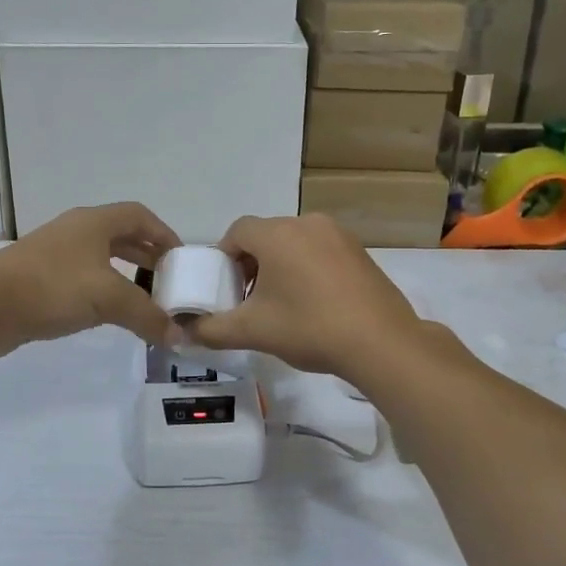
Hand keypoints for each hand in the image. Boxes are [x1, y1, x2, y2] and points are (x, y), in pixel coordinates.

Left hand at [0, 202, 181, 350]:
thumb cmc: (54, 287)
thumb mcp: (110, 298)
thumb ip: (148, 316)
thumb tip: (179, 337)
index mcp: (95, 222)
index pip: (140, 216)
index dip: (164, 234)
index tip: (180, 259)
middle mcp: (76, 231)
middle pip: (121, 235)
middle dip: (147, 255)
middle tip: (167, 280)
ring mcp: (55, 254)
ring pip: (101, 257)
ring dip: (125, 273)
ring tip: (143, 298)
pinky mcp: (40, 278)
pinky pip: (83, 277)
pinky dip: (103, 289)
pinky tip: (108, 311)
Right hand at [191, 214, 426, 381]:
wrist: (381, 343)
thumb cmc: (309, 328)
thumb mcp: (253, 332)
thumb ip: (211, 329)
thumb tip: (184, 332)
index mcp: (277, 234)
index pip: (236, 232)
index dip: (224, 259)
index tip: (227, 290)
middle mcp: (306, 223)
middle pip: (265, 236)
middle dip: (252, 264)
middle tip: (251, 301)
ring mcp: (338, 235)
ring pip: (294, 243)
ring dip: (280, 267)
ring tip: (283, 306)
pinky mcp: (360, 251)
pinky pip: (320, 251)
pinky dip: (308, 269)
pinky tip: (315, 304)